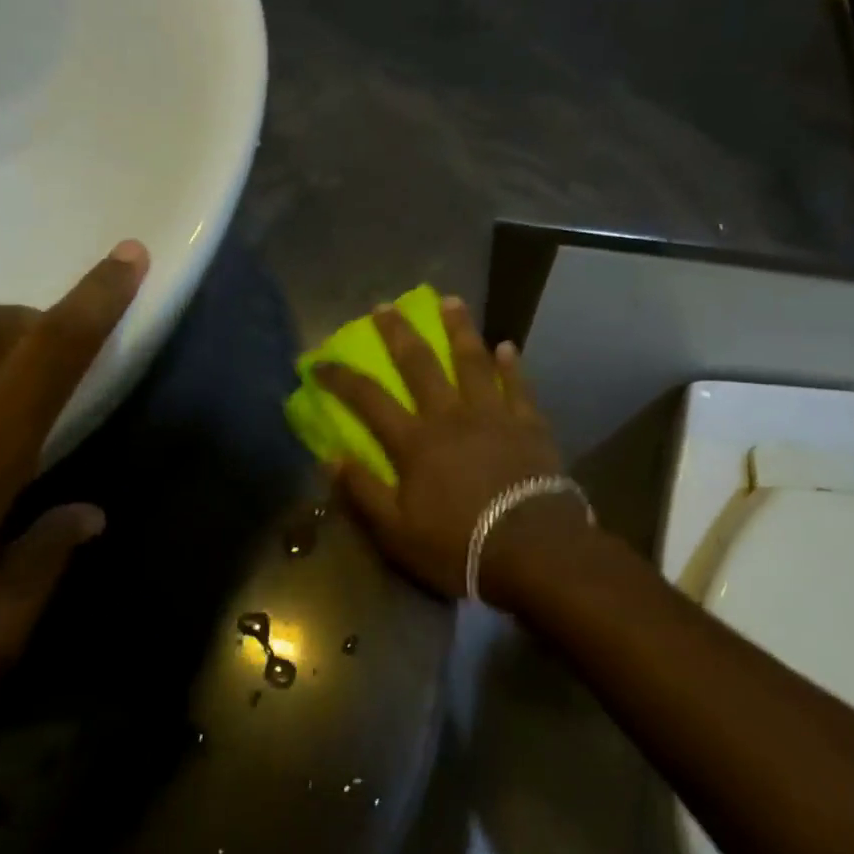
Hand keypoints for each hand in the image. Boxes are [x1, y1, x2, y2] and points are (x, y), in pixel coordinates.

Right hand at [313, 296, 580, 604]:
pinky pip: (518, 387)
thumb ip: (363, 492)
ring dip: (459, 330)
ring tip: (451, 301)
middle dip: (399, 334)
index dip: (341, 379)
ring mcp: (493, 416)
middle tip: (385, 306)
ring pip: (472, 362)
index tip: (320, 362)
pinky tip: (507, 346)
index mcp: (415, 442)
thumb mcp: (396, 532)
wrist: (534, 551)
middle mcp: (450, 416)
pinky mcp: (529, 426)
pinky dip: (512, 366)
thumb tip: (330, 458)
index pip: (368, 399)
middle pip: (420, 365)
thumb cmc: (459, 545)